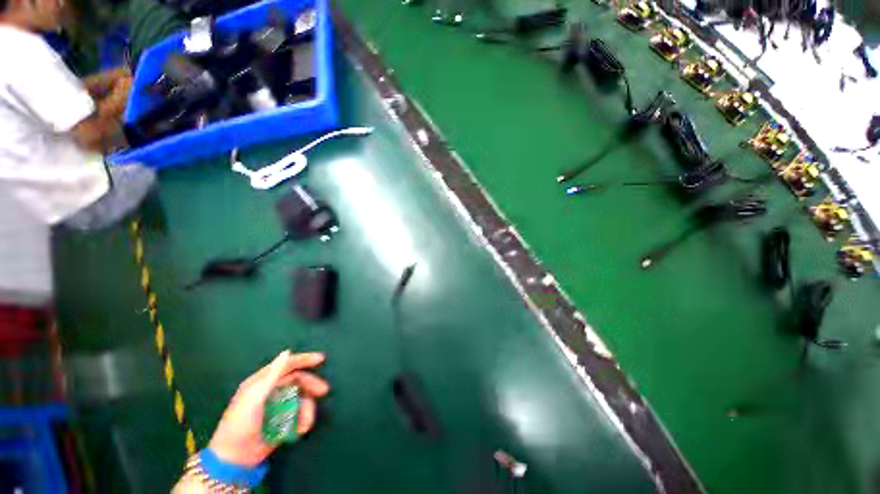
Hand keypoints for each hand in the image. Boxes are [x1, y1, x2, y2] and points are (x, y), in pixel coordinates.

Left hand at [208, 350, 329, 467]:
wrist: (235, 459)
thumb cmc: (240, 424)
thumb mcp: (255, 397)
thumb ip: (272, 374)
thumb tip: (287, 352)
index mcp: (262, 382)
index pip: (286, 365)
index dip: (304, 359)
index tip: (321, 359)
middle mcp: (271, 391)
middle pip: (298, 380)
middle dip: (311, 385)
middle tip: (324, 391)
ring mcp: (277, 406)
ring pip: (300, 399)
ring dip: (306, 409)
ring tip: (305, 423)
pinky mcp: (282, 421)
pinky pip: (298, 415)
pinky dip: (302, 421)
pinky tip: (299, 430)